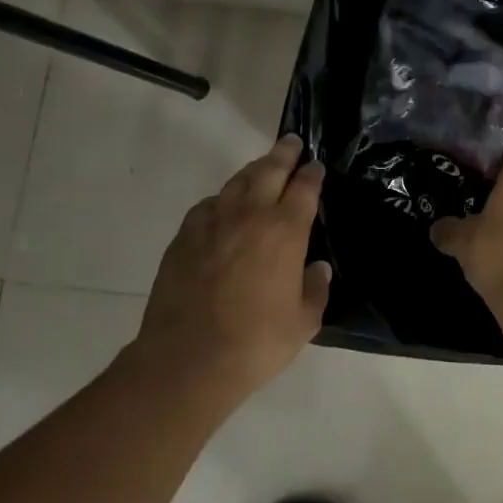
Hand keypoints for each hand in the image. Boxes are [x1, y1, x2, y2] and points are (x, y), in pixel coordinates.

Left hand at [136, 135, 331, 399]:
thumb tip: (318, 268)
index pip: (304, 188)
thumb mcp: (303, 323)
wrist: (186, 359)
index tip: (316, 166)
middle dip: (284, 153)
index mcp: (285, 231)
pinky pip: (209, 204)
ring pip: (237, 182)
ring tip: (262, 166)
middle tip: (292, 142)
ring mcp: (214, 221)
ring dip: (254, 170)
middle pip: (270, 170)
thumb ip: (315, 289)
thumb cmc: (255, 342)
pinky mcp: (185, 235)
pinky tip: (224, 206)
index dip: (312, 174)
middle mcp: (251, 215)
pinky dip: (222, 199)